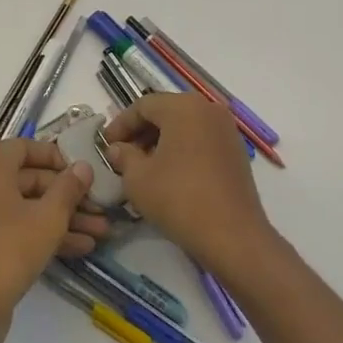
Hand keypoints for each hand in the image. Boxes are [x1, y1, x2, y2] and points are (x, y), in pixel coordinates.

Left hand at [0, 141, 109, 342]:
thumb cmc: (7, 250)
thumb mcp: (48, 218)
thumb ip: (69, 188)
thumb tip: (83, 166)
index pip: (24, 147)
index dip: (56, 157)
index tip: (83, 172)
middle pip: (28, 179)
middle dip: (67, 195)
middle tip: (100, 207)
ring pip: (26, 206)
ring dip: (62, 218)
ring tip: (100, 232)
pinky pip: (16, 226)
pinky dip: (43, 233)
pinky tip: (80, 247)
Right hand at [101, 95, 276, 281]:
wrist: (233, 236)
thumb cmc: (179, 199)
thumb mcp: (138, 178)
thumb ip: (124, 156)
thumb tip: (118, 149)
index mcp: (183, 106)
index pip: (143, 106)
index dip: (120, 124)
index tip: (106, 145)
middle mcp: (208, 108)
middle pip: (166, 112)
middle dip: (141, 132)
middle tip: (123, 155)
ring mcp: (226, 129)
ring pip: (184, 125)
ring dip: (161, 140)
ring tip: (144, 166)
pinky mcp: (236, 150)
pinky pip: (201, 139)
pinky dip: (182, 149)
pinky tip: (170, 173)